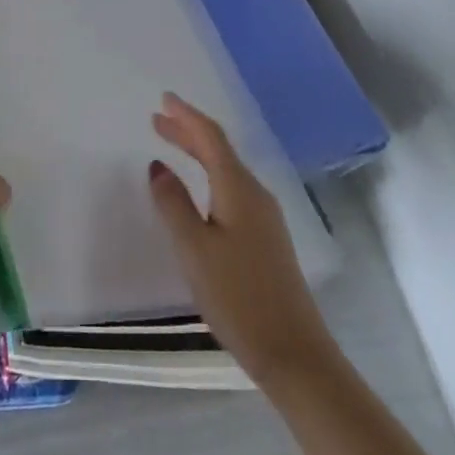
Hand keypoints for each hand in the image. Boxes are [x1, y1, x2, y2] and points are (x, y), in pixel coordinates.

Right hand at [149, 93, 334, 385]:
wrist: (296, 354)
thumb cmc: (239, 297)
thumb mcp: (194, 249)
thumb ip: (173, 204)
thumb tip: (158, 166)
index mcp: (238, 188)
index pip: (210, 138)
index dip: (186, 116)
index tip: (164, 99)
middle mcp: (255, 194)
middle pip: (219, 151)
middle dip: (188, 132)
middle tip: (158, 119)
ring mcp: (265, 217)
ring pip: (226, 170)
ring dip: (198, 153)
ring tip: (172, 145)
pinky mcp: (266, 240)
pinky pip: (232, 189)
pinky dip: (209, 176)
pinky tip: (200, 189)